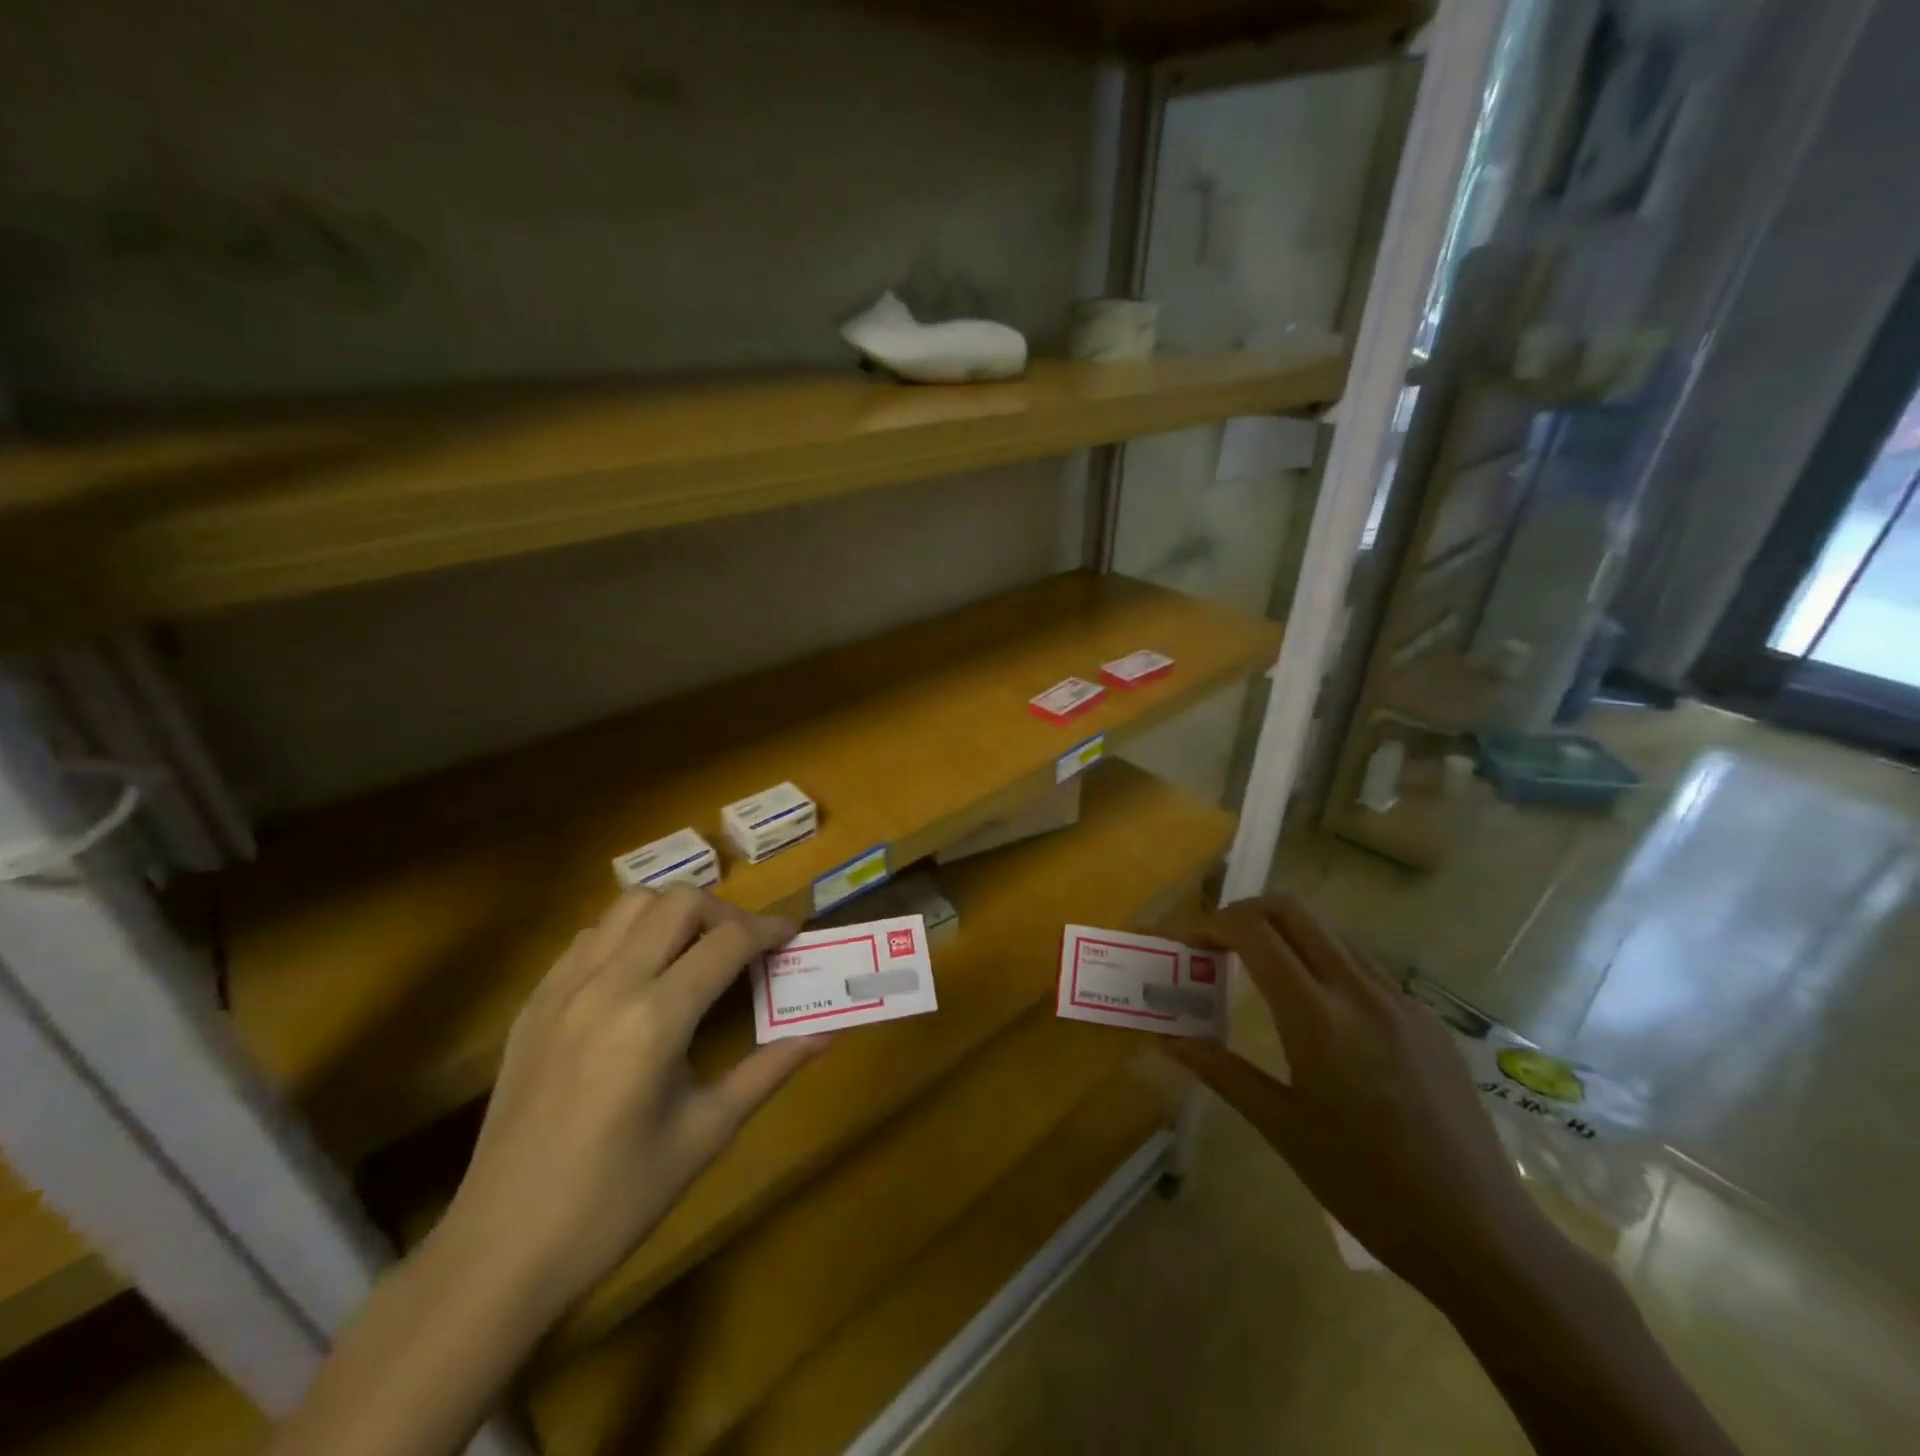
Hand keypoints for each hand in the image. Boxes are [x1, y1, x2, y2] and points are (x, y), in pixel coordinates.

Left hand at [431, 886, 826, 1318]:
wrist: (501, 1249)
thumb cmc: (616, 1201)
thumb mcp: (705, 1134)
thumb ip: (768, 1071)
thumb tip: (825, 1035)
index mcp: (655, 1021)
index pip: (727, 941)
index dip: (769, 930)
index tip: (792, 935)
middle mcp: (608, 986)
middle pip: (679, 901)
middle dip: (725, 912)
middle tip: (745, 948)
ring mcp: (563, 988)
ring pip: (630, 904)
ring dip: (674, 913)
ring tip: (695, 951)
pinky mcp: (534, 1001)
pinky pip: (590, 935)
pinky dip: (628, 933)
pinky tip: (641, 975)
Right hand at [1171, 892, 1550, 1299]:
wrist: (1481, 1235)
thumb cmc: (1365, 1185)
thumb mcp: (1281, 1128)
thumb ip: (1221, 1071)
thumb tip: (1168, 1041)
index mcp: (1317, 1016)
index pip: (1256, 932)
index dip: (1214, 925)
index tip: (1190, 946)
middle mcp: (1359, 991)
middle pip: (1294, 910)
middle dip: (1247, 913)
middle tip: (1219, 945)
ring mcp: (1400, 1002)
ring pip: (1331, 933)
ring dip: (1287, 934)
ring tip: (1261, 972)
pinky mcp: (1427, 1021)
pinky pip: (1364, 966)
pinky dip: (1324, 962)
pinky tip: (1319, 1010)